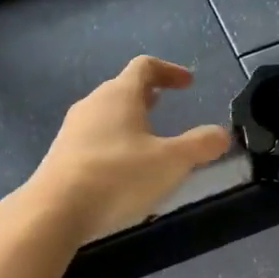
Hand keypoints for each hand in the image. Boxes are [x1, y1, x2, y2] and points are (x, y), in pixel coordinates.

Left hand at [18, 56, 232, 244]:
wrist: (55, 210)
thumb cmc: (118, 176)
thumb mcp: (171, 162)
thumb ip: (200, 146)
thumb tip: (222, 134)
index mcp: (119, 95)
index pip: (145, 67)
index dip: (169, 71)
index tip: (188, 83)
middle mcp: (93, 104)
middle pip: (122, 89)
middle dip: (147, 96)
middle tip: (166, 106)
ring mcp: (73, 130)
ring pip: (106, 115)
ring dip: (129, 121)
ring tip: (147, 139)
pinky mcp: (62, 155)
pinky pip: (94, 139)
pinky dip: (114, 143)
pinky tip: (123, 170)